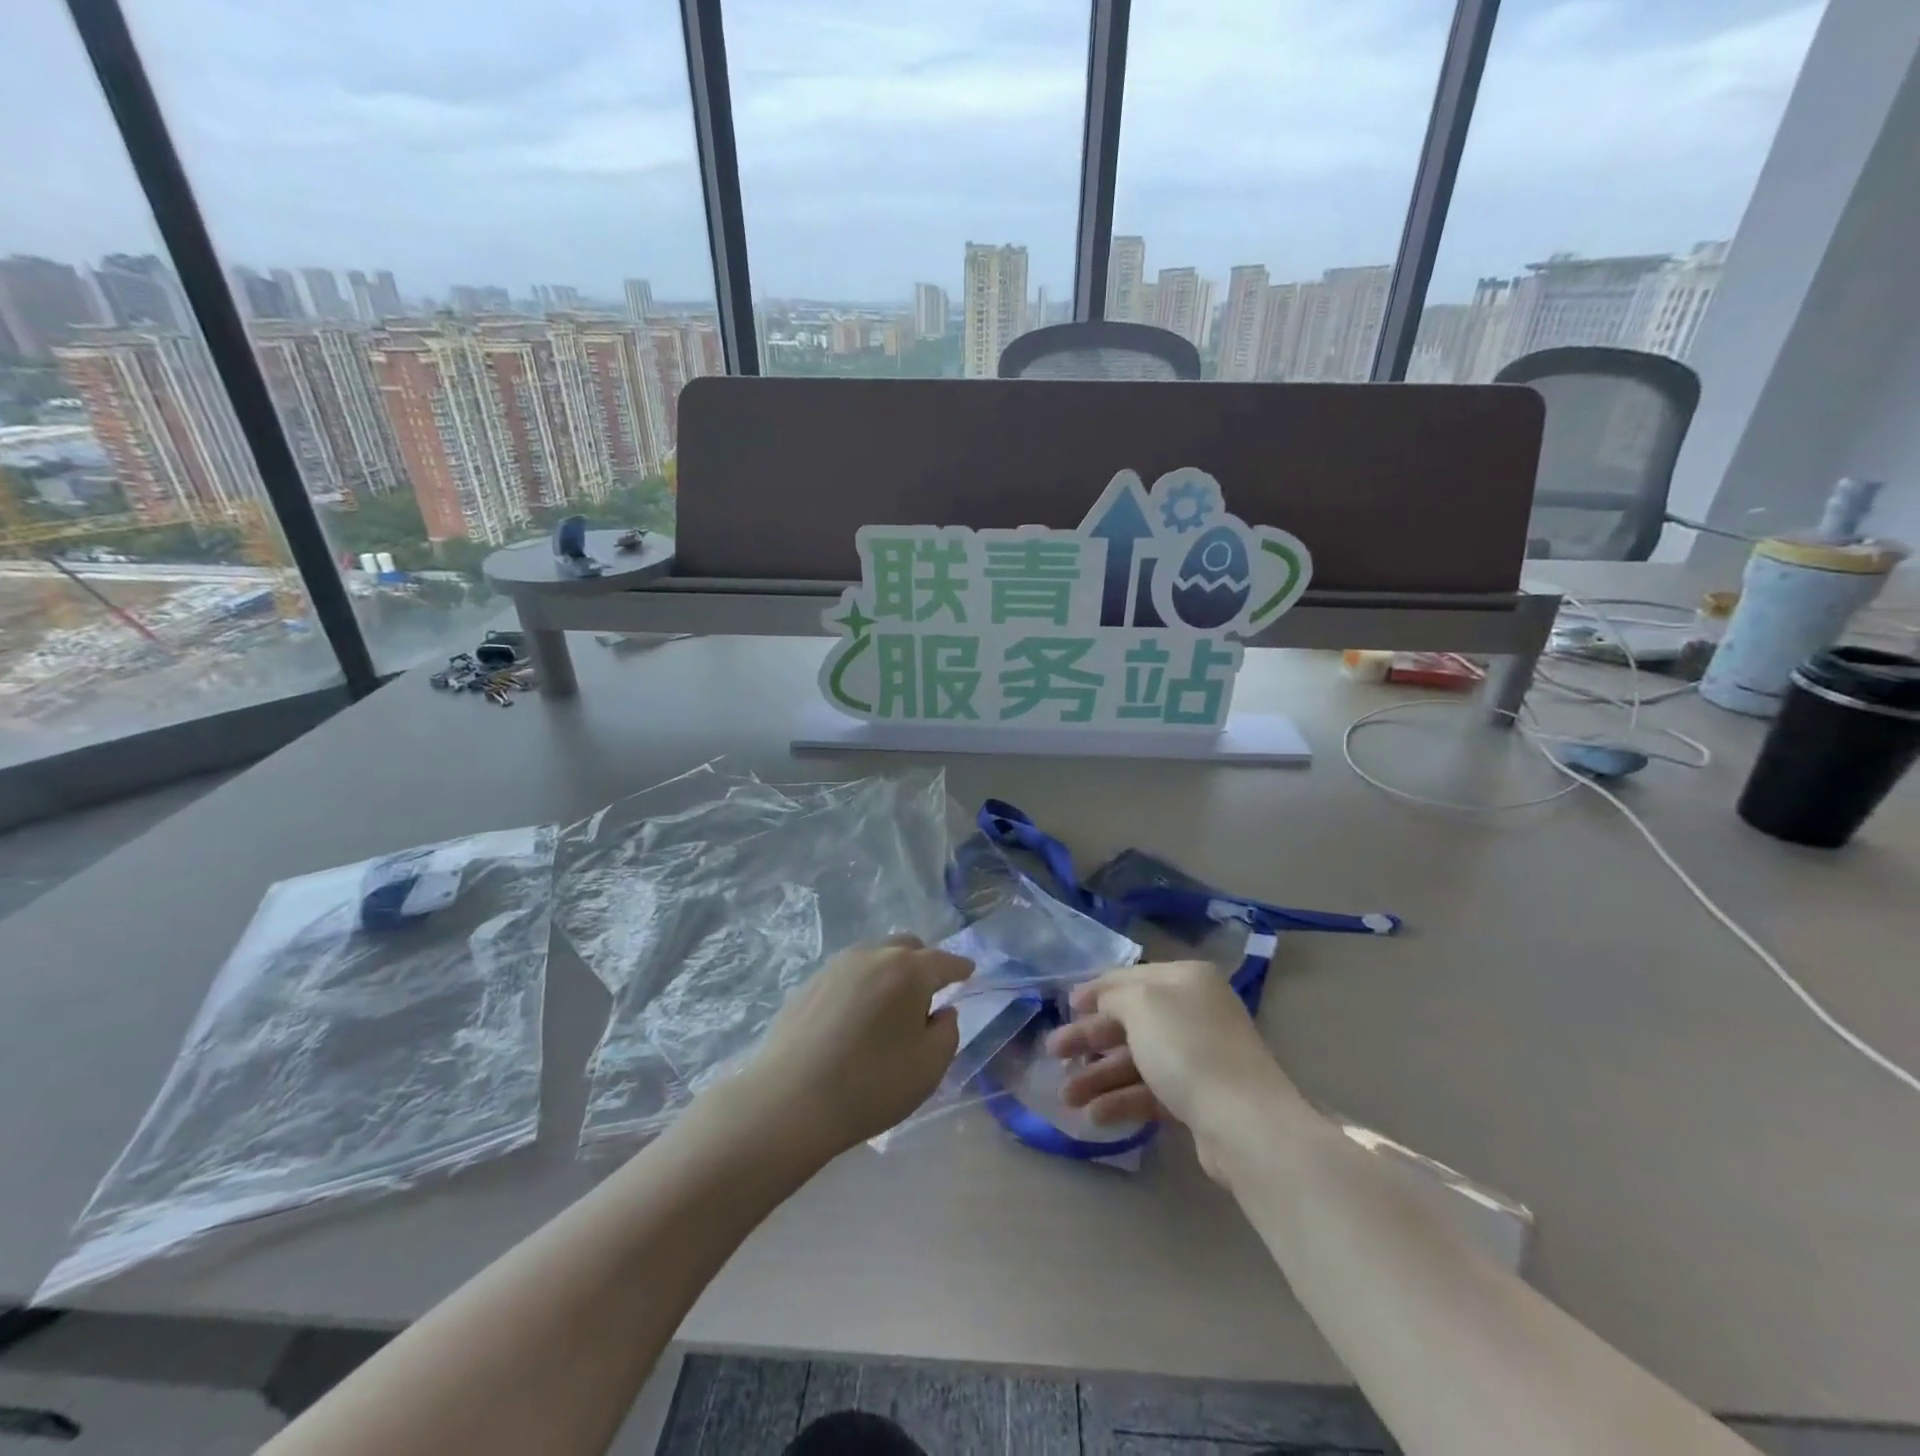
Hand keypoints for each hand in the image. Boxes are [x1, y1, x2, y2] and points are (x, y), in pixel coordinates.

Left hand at [733, 935, 971, 1157]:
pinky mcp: (808, 983)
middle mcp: (873, 956)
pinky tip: (856, 1016)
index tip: (969, 972)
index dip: (960, 968)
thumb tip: (942, 1012)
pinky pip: (848, 974)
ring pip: (875, 957)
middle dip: (924, 963)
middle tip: (928, 992)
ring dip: (890, 972)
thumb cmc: (871, 1084)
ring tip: (890, 1006)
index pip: (944, 961)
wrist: (789, 1100)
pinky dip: (862, 986)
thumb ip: (947, 1033)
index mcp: (909, 971)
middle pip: (907, 948)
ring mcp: (836, 966)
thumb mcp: (929, 1067)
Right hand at [1045, 961, 1301, 1180]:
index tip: (1064, 1005)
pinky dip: (1122, 1100)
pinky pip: (1151, 1091)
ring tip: (1066, 1097)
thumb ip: (1114, 996)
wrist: (1245, 1123)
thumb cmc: (1188, 1049)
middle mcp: (1193, 1012)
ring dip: (1099, 1075)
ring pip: (1137, 1059)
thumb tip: (1104, 1002)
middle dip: (1089, 1038)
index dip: (1094, 990)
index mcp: (1185, 980)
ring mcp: (1198, 1056)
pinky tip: (1095, 1116)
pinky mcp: (1199, 1097)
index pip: (1130, 977)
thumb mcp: (1142, 1006)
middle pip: (1130, 1021)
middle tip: (1054, 1053)